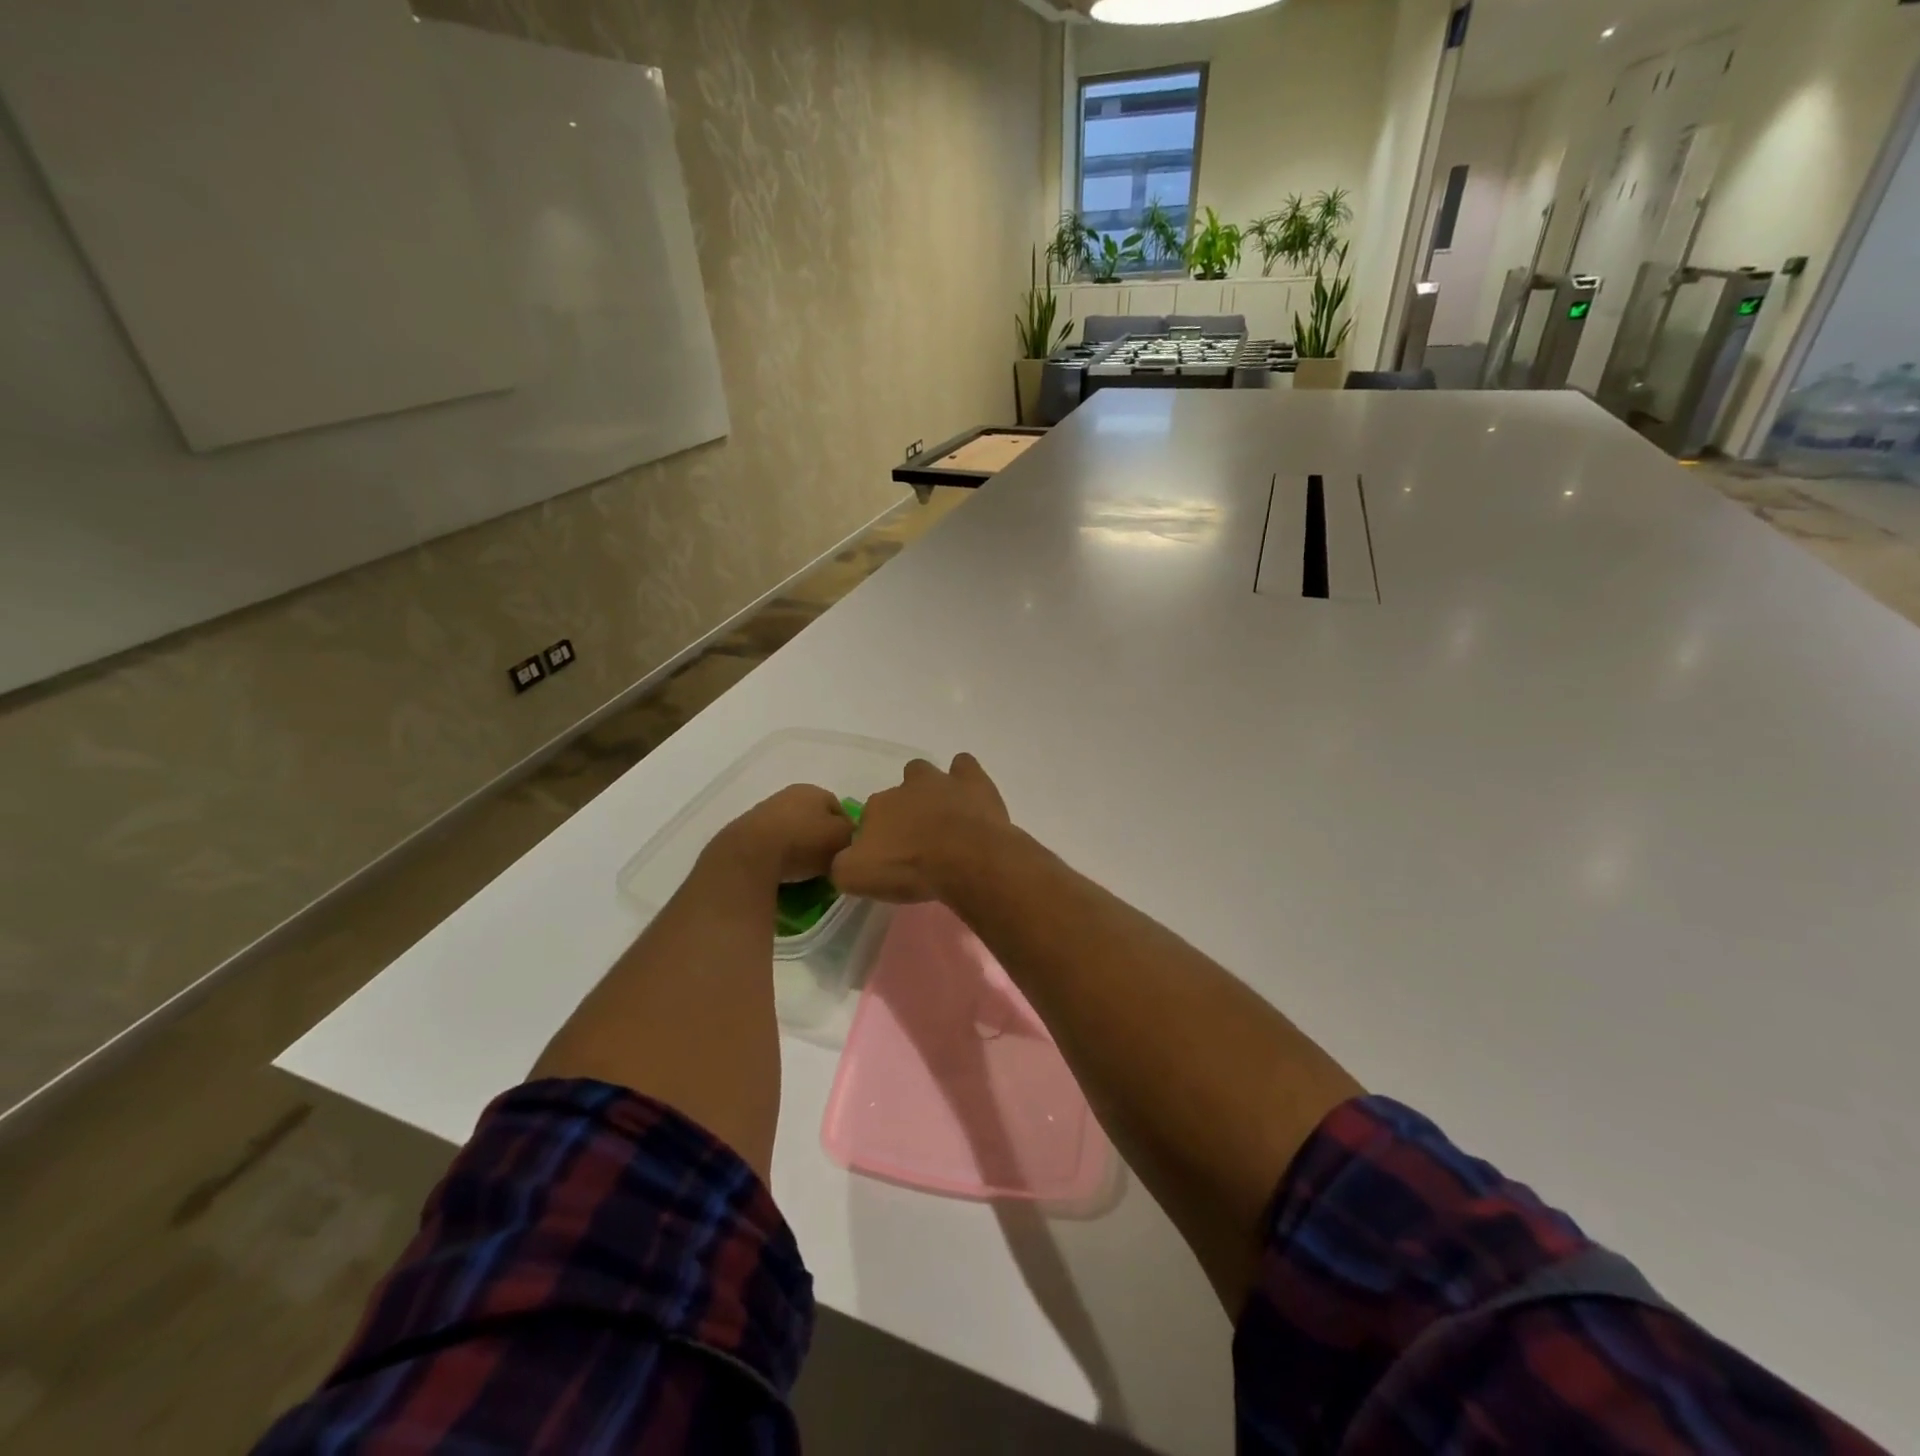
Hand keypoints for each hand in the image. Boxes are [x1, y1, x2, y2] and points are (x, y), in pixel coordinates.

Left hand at [712, 784, 853, 883]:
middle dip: (821, 839)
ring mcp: (764, 812)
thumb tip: (850, 838)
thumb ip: (852, 835)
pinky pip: (772, 845)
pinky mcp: (745, 832)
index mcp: (815, 790)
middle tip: (828, 863)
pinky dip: (779, 856)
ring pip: (793, 831)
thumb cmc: (803, 842)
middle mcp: (789, 795)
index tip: (847, 854)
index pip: (840, 809)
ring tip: (805, 872)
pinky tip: (783, 872)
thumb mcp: (842, 838)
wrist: (750, 855)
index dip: (847, 832)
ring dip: (799, 848)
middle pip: (814, 819)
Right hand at [832, 753, 1010, 903]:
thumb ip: (842, 866)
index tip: (891, 858)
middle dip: (905, 812)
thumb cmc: (910, 869)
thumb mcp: (857, 877)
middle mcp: (905, 787)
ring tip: (944, 819)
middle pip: (898, 794)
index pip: (870, 818)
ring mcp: (940, 781)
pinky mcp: (972, 782)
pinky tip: (970, 798)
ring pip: (926, 774)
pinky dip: (964, 778)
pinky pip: (964, 766)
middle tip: (918, 841)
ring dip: (931, 790)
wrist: (965, 859)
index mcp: (876, 807)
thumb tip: (845, 860)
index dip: (879, 838)